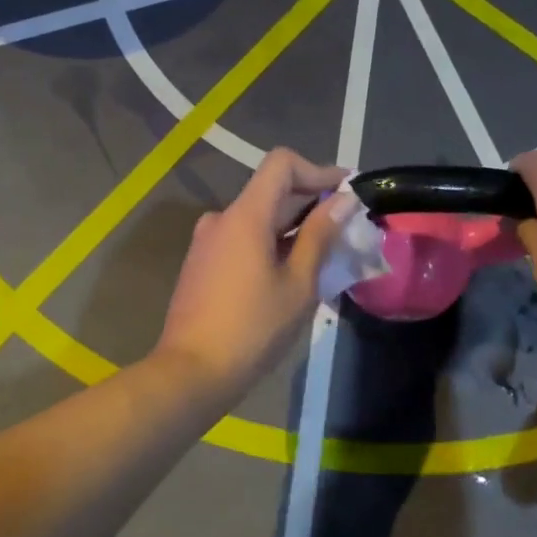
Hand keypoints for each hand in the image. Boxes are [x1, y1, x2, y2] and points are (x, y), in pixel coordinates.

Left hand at [153, 148, 351, 400]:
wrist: (191, 372)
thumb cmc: (253, 329)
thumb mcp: (298, 283)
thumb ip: (320, 236)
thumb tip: (343, 201)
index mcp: (245, 215)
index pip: (281, 163)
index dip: (318, 170)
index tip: (345, 192)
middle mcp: (222, 218)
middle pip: (271, 190)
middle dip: (311, 202)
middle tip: (346, 227)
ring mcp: (207, 241)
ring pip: (257, 218)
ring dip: (292, 227)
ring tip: (324, 256)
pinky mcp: (201, 264)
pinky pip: (242, 239)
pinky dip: (270, 243)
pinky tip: (290, 273)